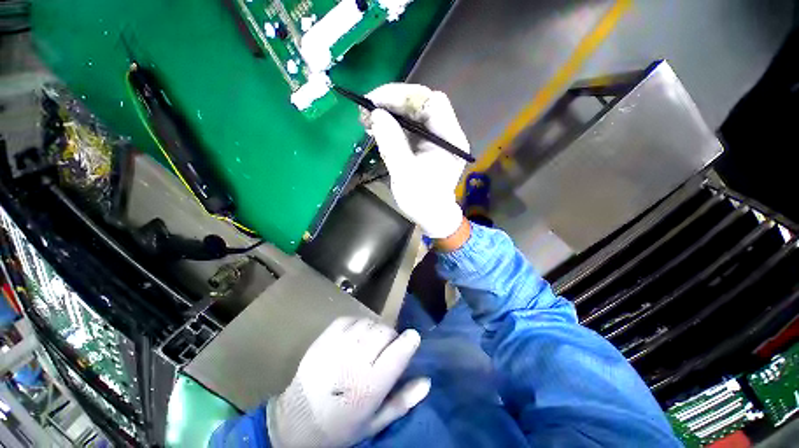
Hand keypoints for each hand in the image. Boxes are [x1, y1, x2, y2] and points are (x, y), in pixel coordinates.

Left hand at [267, 317, 429, 446]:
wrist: (297, 420)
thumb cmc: (340, 426)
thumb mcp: (375, 422)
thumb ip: (402, 402)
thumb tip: (427, 382)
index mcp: (371, 384)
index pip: (400, 350)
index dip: (410, 340)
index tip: (412, 339)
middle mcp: (357, 360)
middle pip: (385, 331)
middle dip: (391, 337)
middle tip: (386, 348)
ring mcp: (339, 345)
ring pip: (369, 323)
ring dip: (375, 329)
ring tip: (370, 343)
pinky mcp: (326, 337)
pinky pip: (351, 319)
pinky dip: (358, 324)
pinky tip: (355, 336)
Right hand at [366, 84, 468, 238]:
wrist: (431, 215)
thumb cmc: (422, 200)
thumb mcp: (405, 174)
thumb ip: (392, 143)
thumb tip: (376, 114)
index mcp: (450, 139)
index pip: (431, 102)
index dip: (403, 96)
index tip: (375, 101)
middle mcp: (447, 133)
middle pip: (422, 103)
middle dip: (393, 101)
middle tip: (367, 108)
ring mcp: (436, 137)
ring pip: (414, 112)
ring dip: (390, 111)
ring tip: (367, 118)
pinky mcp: (426, 143)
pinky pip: (409, 125)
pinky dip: (392, 123)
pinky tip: (377, 127)